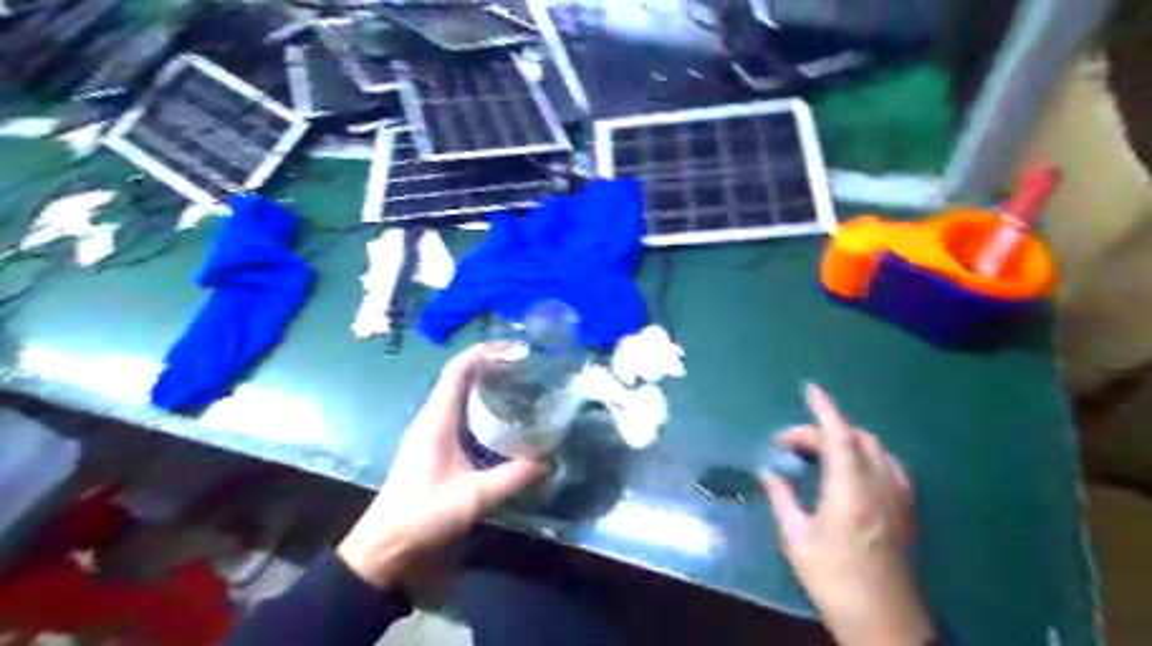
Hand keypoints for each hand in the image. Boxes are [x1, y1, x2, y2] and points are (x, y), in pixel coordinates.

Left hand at [338, 347, 548, 588]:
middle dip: (491, 367)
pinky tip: (503, 422)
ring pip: (460, 397)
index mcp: (436, 421)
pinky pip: (460, 416)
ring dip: (487, 387)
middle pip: (460, 379)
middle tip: (526, 369)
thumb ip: (513, 478)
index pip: (457, 371)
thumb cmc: (423, 516)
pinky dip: (482, 409)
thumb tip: (547, 461)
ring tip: (520, 388)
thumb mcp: (474, 498)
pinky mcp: (434, 448)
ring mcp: (431, 433)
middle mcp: (432, 420)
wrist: (385, 548)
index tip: (514, 349)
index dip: (483, 353)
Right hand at [764, 384, 933, 644]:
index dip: (824, 409)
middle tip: (791, 445)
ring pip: (875, 448)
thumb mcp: (797, 540)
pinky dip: (867, 454)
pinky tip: (853, 468)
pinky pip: (889, 464)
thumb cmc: (834, 579)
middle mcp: (879, 485)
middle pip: (856, 438)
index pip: (838, 436)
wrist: (885, 621)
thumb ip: (783, 499)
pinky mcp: (907, 509)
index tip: (809, 389)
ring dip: (847, 439)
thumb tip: (770, 472)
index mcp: (849, 491)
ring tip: (819, 452)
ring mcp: (898, 497)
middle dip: (823, 429)